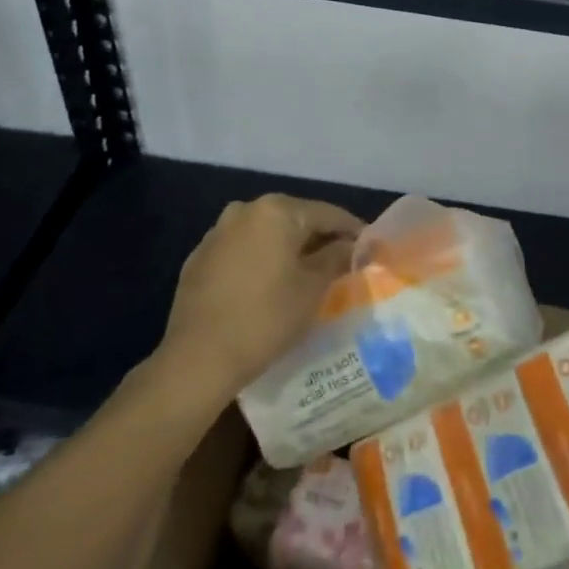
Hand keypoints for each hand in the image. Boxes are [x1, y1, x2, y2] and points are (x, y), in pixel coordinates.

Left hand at [156, 195, 363, 401]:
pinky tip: (269, 285)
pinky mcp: (199, 259)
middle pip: (295, 219)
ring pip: (267, 235)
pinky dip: (261, 261)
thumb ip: (337, 257)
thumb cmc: (267, 316)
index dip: (353, 230)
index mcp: (277, 210)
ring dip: (289, 249)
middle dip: (319, 238)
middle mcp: (245, 211)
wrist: (198, 358)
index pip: (328, 214)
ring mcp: (217, 233)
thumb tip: (352, 245)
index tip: (370, 247)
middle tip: (341, 261)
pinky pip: (243, 251)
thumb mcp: (313, 287)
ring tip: (307, 274)